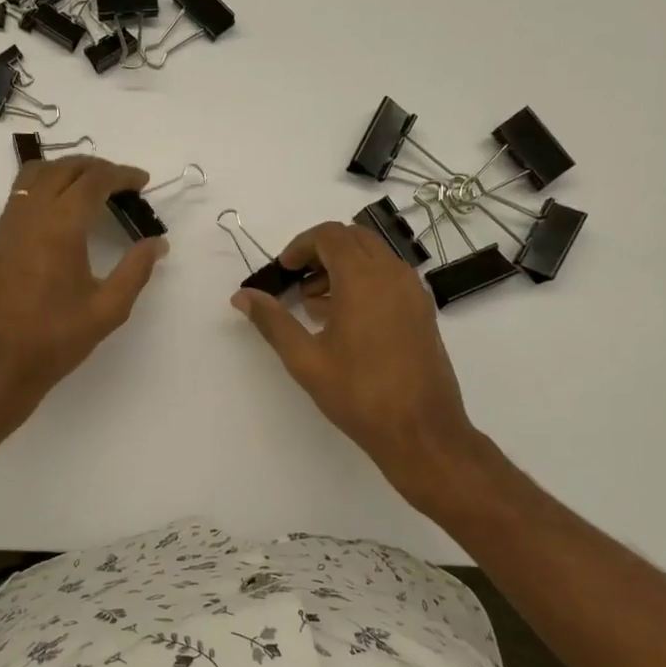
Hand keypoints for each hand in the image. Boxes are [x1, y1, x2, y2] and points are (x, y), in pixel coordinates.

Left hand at [0, 156, 166, 415]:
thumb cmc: (54, 339)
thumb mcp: (107, 310)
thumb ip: (135, 271)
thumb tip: (157, 243)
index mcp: (60, 226)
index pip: (93, 181)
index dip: (121, 175)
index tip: (142, 181)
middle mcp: (30, 214)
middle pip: (63, 169)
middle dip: (95, 167)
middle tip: (121, 182)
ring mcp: (7, 225)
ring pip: (35, 175)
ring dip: (66, 171)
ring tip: (90, 188)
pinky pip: (20, 195)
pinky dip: (45, 187)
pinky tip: (60, 211)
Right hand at [231, 221, 486, 512]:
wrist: (421, 430)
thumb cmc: (358, 394)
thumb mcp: (305, 360)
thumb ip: (272, 322)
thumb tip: (242, 297)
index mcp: (363, 279)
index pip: (330, 235)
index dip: (301, 245)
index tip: (283, 270)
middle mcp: (393, 275)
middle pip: (354, 239)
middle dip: (321, 251)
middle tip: (296, 281)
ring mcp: (414, 292)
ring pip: (375, 257)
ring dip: (343, 267)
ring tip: (316, 305)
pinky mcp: (423, 311)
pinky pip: (390, 278)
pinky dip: (365, 282)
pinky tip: (345, 321)